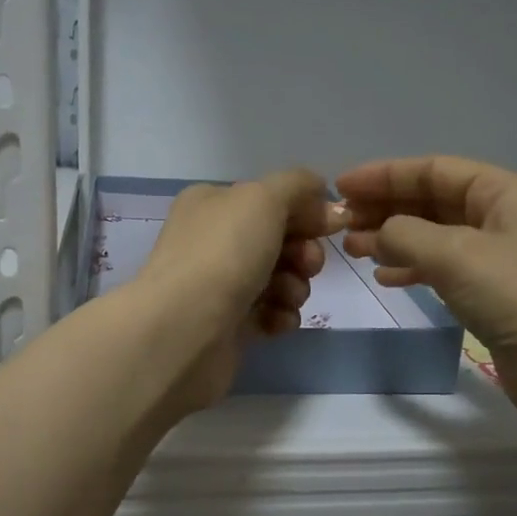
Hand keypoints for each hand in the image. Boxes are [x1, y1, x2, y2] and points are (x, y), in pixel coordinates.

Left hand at [131, 170, 347, 410]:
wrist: (185, 329)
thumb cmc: (224, 253)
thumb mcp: (263, 198)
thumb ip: (298, 186)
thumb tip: (325, 200)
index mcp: (212, 203)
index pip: (270, 198)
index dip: (306, 210)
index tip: (332, 226)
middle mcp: (212, 240)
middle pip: (279, 239)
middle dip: (303, 252)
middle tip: (306, 265)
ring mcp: (219, 284)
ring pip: (279, 278)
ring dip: (295, 286)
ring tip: (285, 296)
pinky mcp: (228, 324)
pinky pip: (269, 313)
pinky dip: (280, 315)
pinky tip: (275, 320)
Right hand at [338, 156, 516, 421]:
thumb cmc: (513, 296)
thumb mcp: (453, 254)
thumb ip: (404, 233)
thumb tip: (377, 234)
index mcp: (503, 191)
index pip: (433, 169)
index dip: (384, 175)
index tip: (341, 187)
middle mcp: (502, 215)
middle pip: (432, 200)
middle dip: (386, 208)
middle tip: (342, 223)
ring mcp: (498, 254)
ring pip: (433, 234)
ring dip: (393, 238)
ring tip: (354, 250)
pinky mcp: (491, 289)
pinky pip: (442, 266)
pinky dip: (412, 267)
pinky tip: (385, 277)